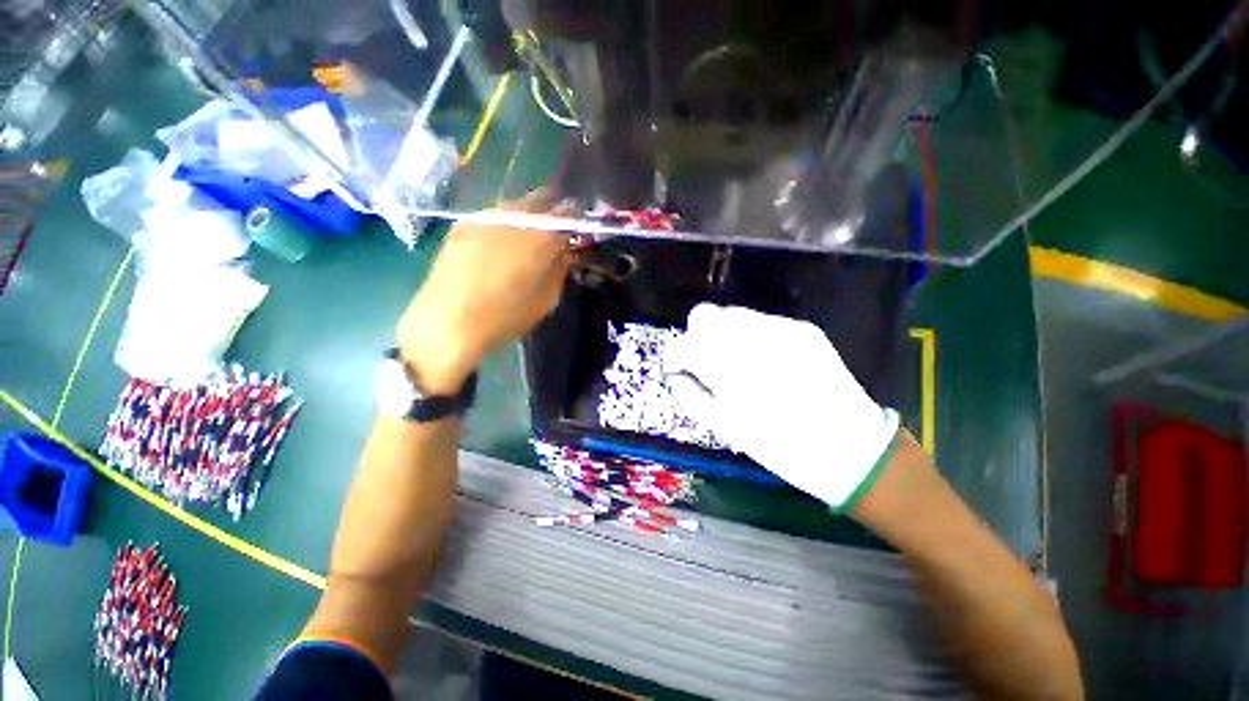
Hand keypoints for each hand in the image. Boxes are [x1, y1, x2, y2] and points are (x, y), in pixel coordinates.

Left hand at [398, 189, 572, 393]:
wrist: (447, 321)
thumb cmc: (505, 317)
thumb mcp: (546, 300)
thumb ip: (560, 270)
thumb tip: (565, 252)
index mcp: (541, 236)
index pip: (568, 213)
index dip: (575, 222)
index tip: (576, 234)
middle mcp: (515, 216)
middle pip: (541, 199)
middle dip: (552, 213)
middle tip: (552, 236)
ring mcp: (486, 216)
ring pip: (516, 204)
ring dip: (528, 216)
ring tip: (525, 241)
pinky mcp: (464, 223)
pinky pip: (494, 214)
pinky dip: (505, 224)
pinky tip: (499, 245)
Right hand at [663, 303, 900, 511]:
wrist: (851, 448)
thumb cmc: (780, 446)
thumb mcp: (725, 426)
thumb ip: (690, 394)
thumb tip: (675, 373)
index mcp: (728, 369)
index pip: (683, 345)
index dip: (674, 356)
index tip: (677, 369)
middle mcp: (751, 338)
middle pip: (704, 315)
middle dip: (697, 337)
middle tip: (707, 364)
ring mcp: (781, 328)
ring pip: (732, 314)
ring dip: (723, 334)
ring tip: (737, 363)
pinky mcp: (803, 328)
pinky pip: (761, 321)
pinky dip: (751, 336)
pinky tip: (765, 361)